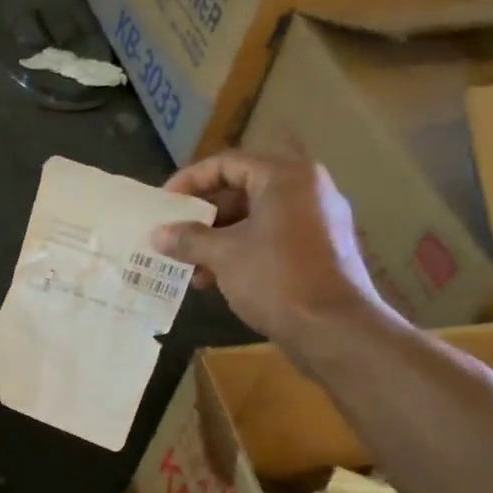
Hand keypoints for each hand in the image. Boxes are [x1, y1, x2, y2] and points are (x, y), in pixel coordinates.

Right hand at [152, 152, 388, 345]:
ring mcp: (315, 221)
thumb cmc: (276, 279)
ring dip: (217, 240)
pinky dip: (241, 253)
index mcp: (285, 177)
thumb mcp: (224, 256)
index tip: (164, 204)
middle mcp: (305, 190)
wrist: (334, 328)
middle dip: (202, 216)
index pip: (227, 163)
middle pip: (241, 190)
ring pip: (255, 219)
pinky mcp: (318, 251)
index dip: (190, 181)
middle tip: (173, 236)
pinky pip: (271, 240)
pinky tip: (215, 280)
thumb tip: (158, 234)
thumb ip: (189, 239)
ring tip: (189, 266)